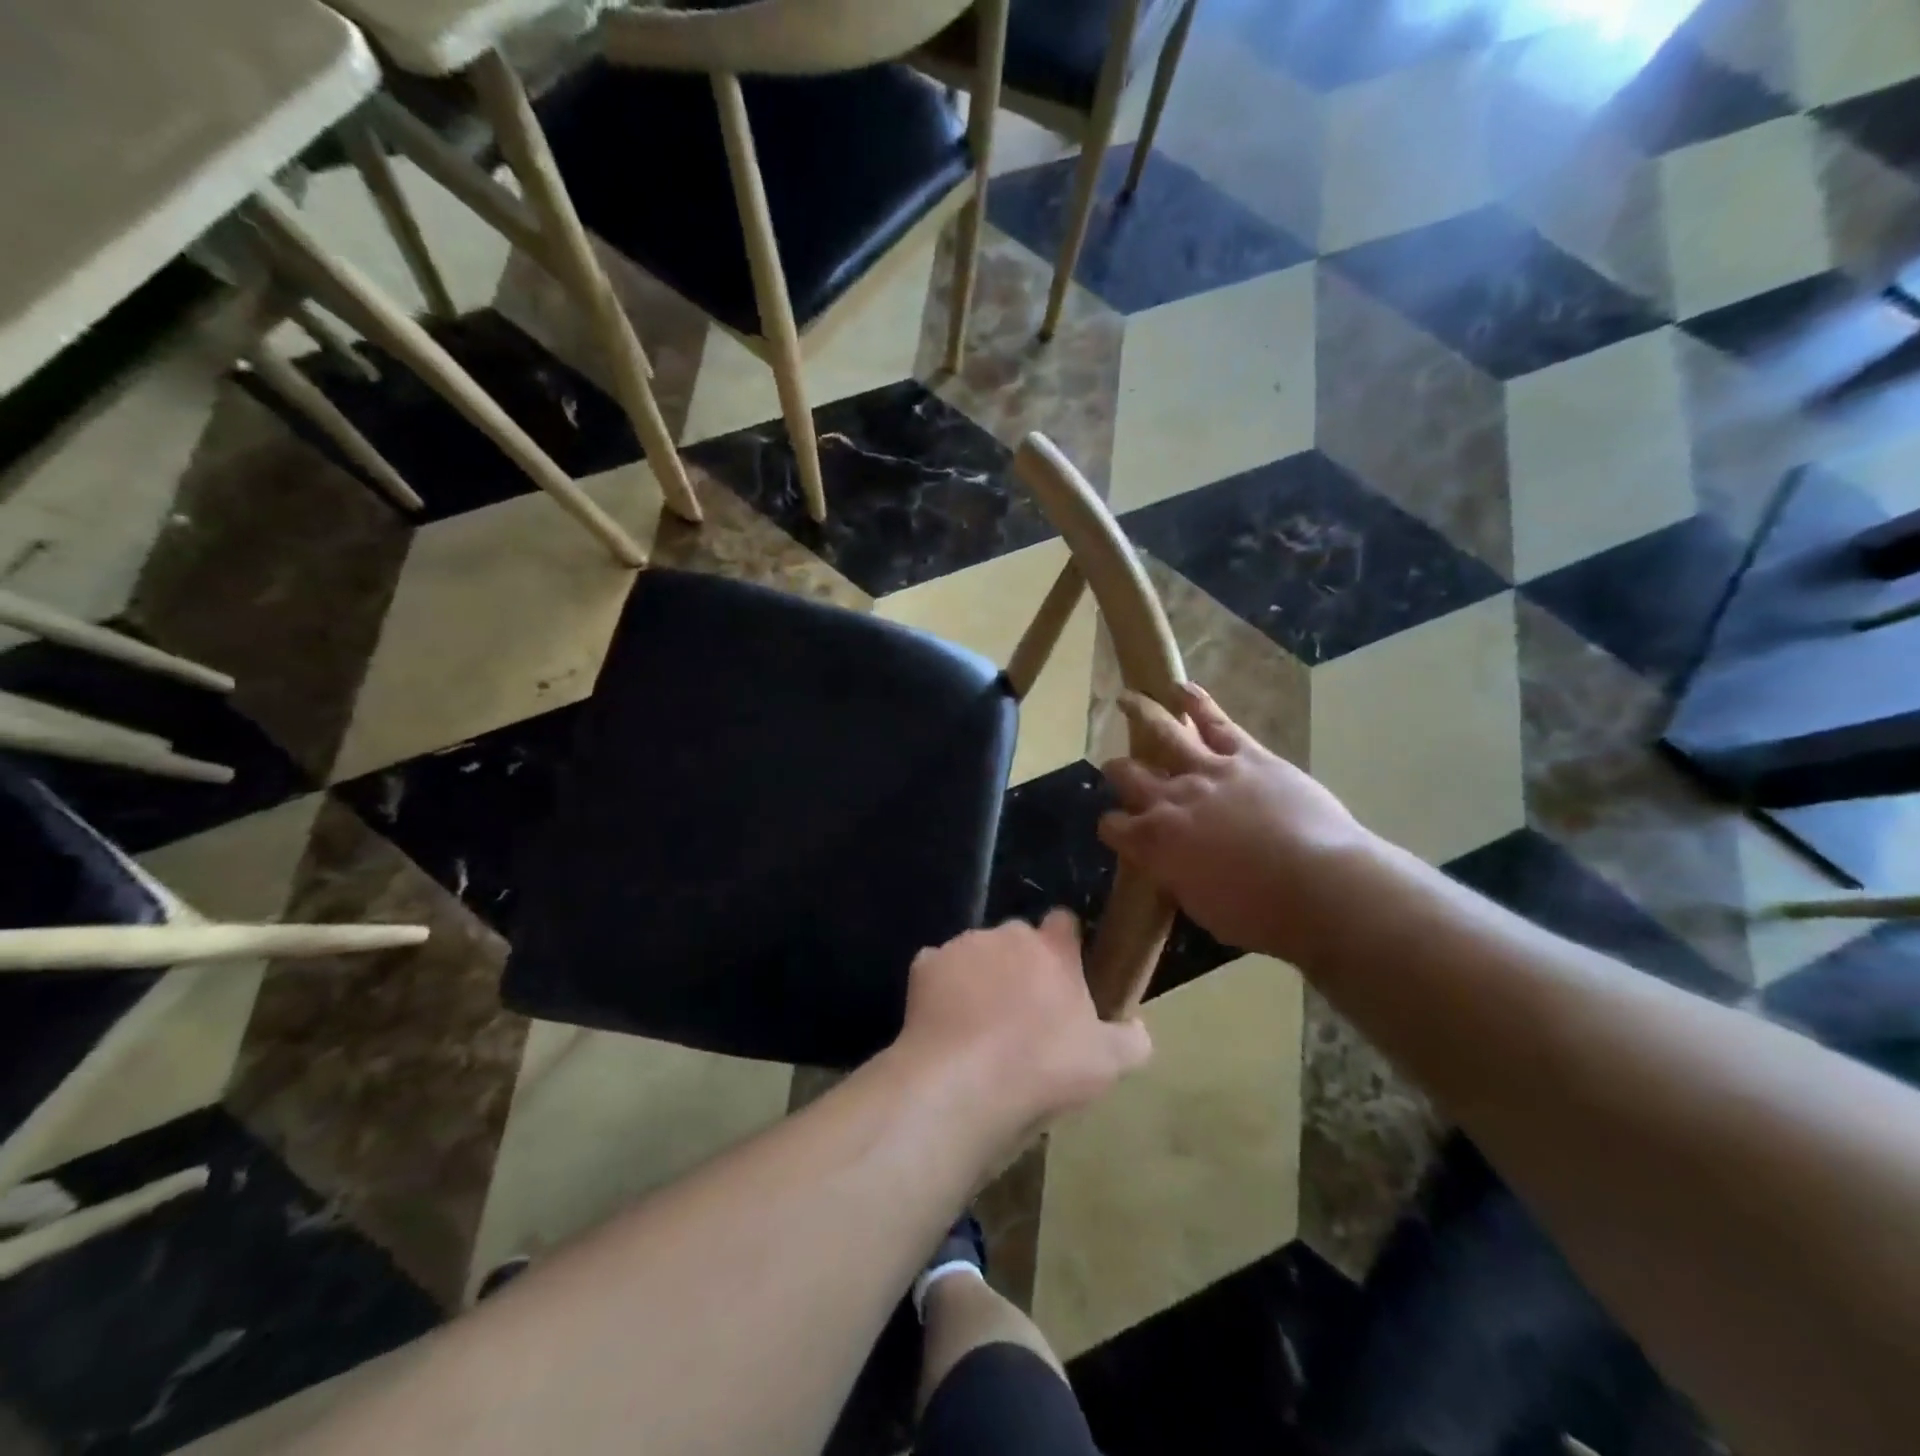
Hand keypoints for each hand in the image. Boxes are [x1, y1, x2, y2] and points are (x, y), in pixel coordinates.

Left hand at [895, 912, 1151, 1131]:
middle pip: (1018, 939)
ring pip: (977, 952)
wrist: (960, 1083)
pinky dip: (942, 988)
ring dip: (981, 976)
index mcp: (1053, 948)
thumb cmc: (1041, 1068)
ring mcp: (961, 945)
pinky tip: (946, 1024)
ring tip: (980, 1025)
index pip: (1065, 922)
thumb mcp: (1106, 1065)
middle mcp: (1007, 934)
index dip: (1066, 946)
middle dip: (1022, 965)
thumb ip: (1131, 1040)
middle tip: (1024, 1012)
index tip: (1066, 977)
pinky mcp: (924, 964)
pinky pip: (937, 969)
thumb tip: (1139, 1027)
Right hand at [1099, 684, 1373, 961]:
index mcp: (1155, 842)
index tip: (1117, 831)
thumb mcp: (1201, 907)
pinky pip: (1215, 721)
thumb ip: (1177, 877)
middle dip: (1117, 771)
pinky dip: (1196, 702)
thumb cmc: (1259, 913)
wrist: (1318, 886)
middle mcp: (1171, 799)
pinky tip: (1181, 688)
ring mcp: (1208, 771)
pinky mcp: (1246, 756)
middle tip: (1115, 769)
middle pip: (1129, 775)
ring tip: (1127, 699)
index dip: (1112, 827)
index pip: (1113, 827)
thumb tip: (1173, 866)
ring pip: (1164, 733)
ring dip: (1141, 713)